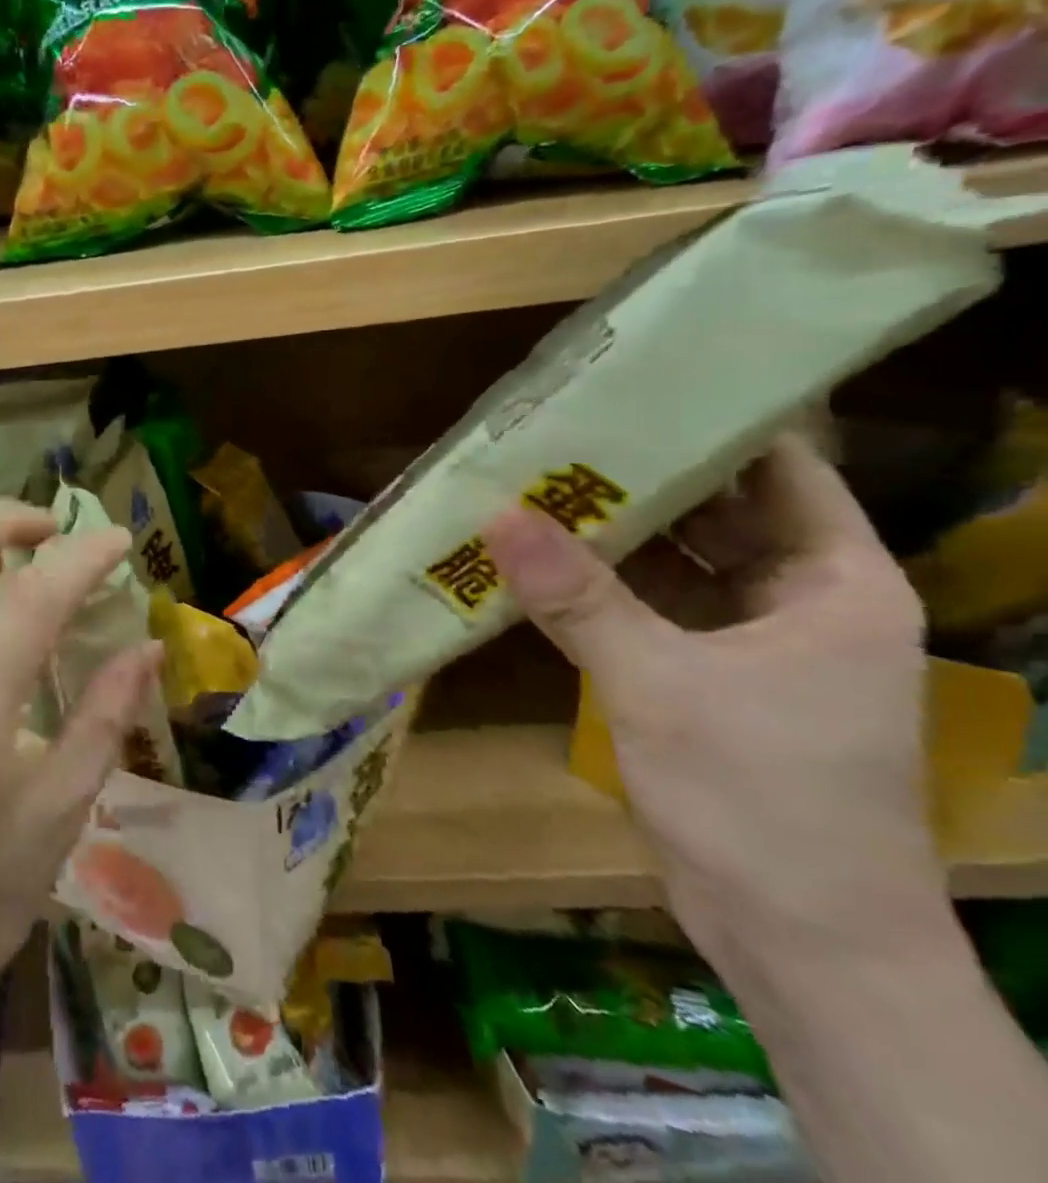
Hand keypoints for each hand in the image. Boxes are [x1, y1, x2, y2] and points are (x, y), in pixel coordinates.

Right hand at [481, 435, 943, 964]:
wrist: (798, 940)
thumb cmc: (762, 798)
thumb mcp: (661, 684)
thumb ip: (577, 597)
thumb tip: (496, 516)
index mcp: (834, 582)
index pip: (779, 470)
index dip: (710, 425)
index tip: (630, 390)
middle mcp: (798, 600)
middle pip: (715, 512)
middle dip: (637, 477)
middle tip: (554, 434)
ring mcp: (748, 642)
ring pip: (674, 563)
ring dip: (608, 534)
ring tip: (530, 486)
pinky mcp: (703, 677)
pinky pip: (647, 609)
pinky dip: (598, 587)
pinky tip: (536, 562)